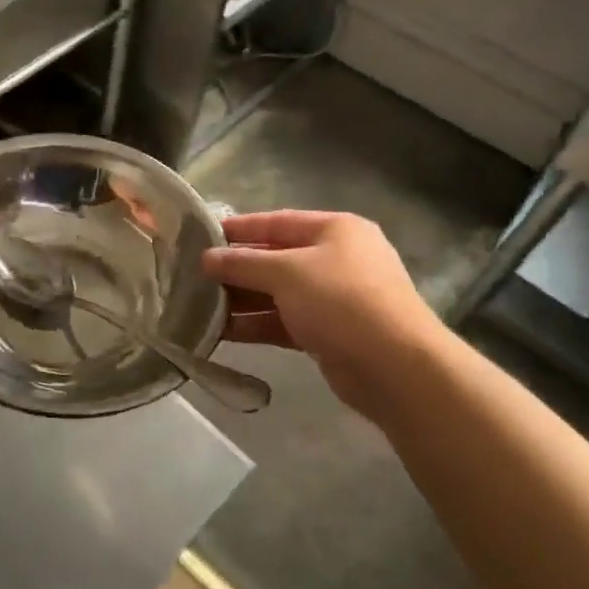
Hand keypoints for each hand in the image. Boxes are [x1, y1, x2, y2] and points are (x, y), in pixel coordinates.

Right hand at [203, 211, 443, 423]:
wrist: (395, 367)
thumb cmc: (341, 301)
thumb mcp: (287, 272)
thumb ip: (244, 263)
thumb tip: (206, 258)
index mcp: (335, 230)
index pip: (278, 222)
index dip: (240, 228)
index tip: (202, 235)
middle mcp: (336, 259)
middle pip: (276, 258)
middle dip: (237, 268)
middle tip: (193, 275)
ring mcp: (334, 298)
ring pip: (277, 293)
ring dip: (241, 300)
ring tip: (198, 305)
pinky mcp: (328, 333)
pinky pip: (284, 322)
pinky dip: (256, 325)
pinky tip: (221, 332)